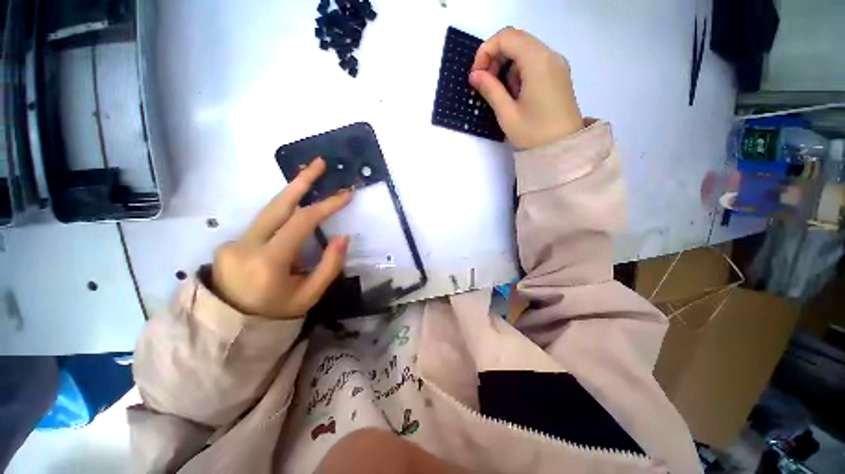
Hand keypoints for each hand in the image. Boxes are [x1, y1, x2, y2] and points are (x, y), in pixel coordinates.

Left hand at [212, 158, 352, 318]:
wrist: (230, 328)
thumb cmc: (276, 314)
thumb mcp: (310, 295)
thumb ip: (329, 265)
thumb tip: (343, 236)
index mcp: (268, 262)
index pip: (301, 222)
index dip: (326, 205)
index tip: (346, 195)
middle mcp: (245, 245)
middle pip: (277, 205)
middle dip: (300, 181)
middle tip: (318, 162)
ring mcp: (233, 242)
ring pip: (269, 211)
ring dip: (292, 194)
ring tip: (309, 178)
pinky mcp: (230, 243)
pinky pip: (263, 225)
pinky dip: (283, 217)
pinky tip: (294, 221)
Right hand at [469, 27, 583, 149]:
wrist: (563, 148)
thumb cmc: (533, 134)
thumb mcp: (507, 114)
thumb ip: (490, 90)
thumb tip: (475, 75)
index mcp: (538, 62)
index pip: (507, 37)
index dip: (486, 51)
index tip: (477, 74)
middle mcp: (550, 55)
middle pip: (516, 39)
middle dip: (495, 57)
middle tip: (485, 82)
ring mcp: (556, 64)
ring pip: (525, 49)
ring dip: (507, 65)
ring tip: (501, 92)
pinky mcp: (558, 73)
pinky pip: (534, 60)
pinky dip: (519, 70)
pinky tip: (516, 92)